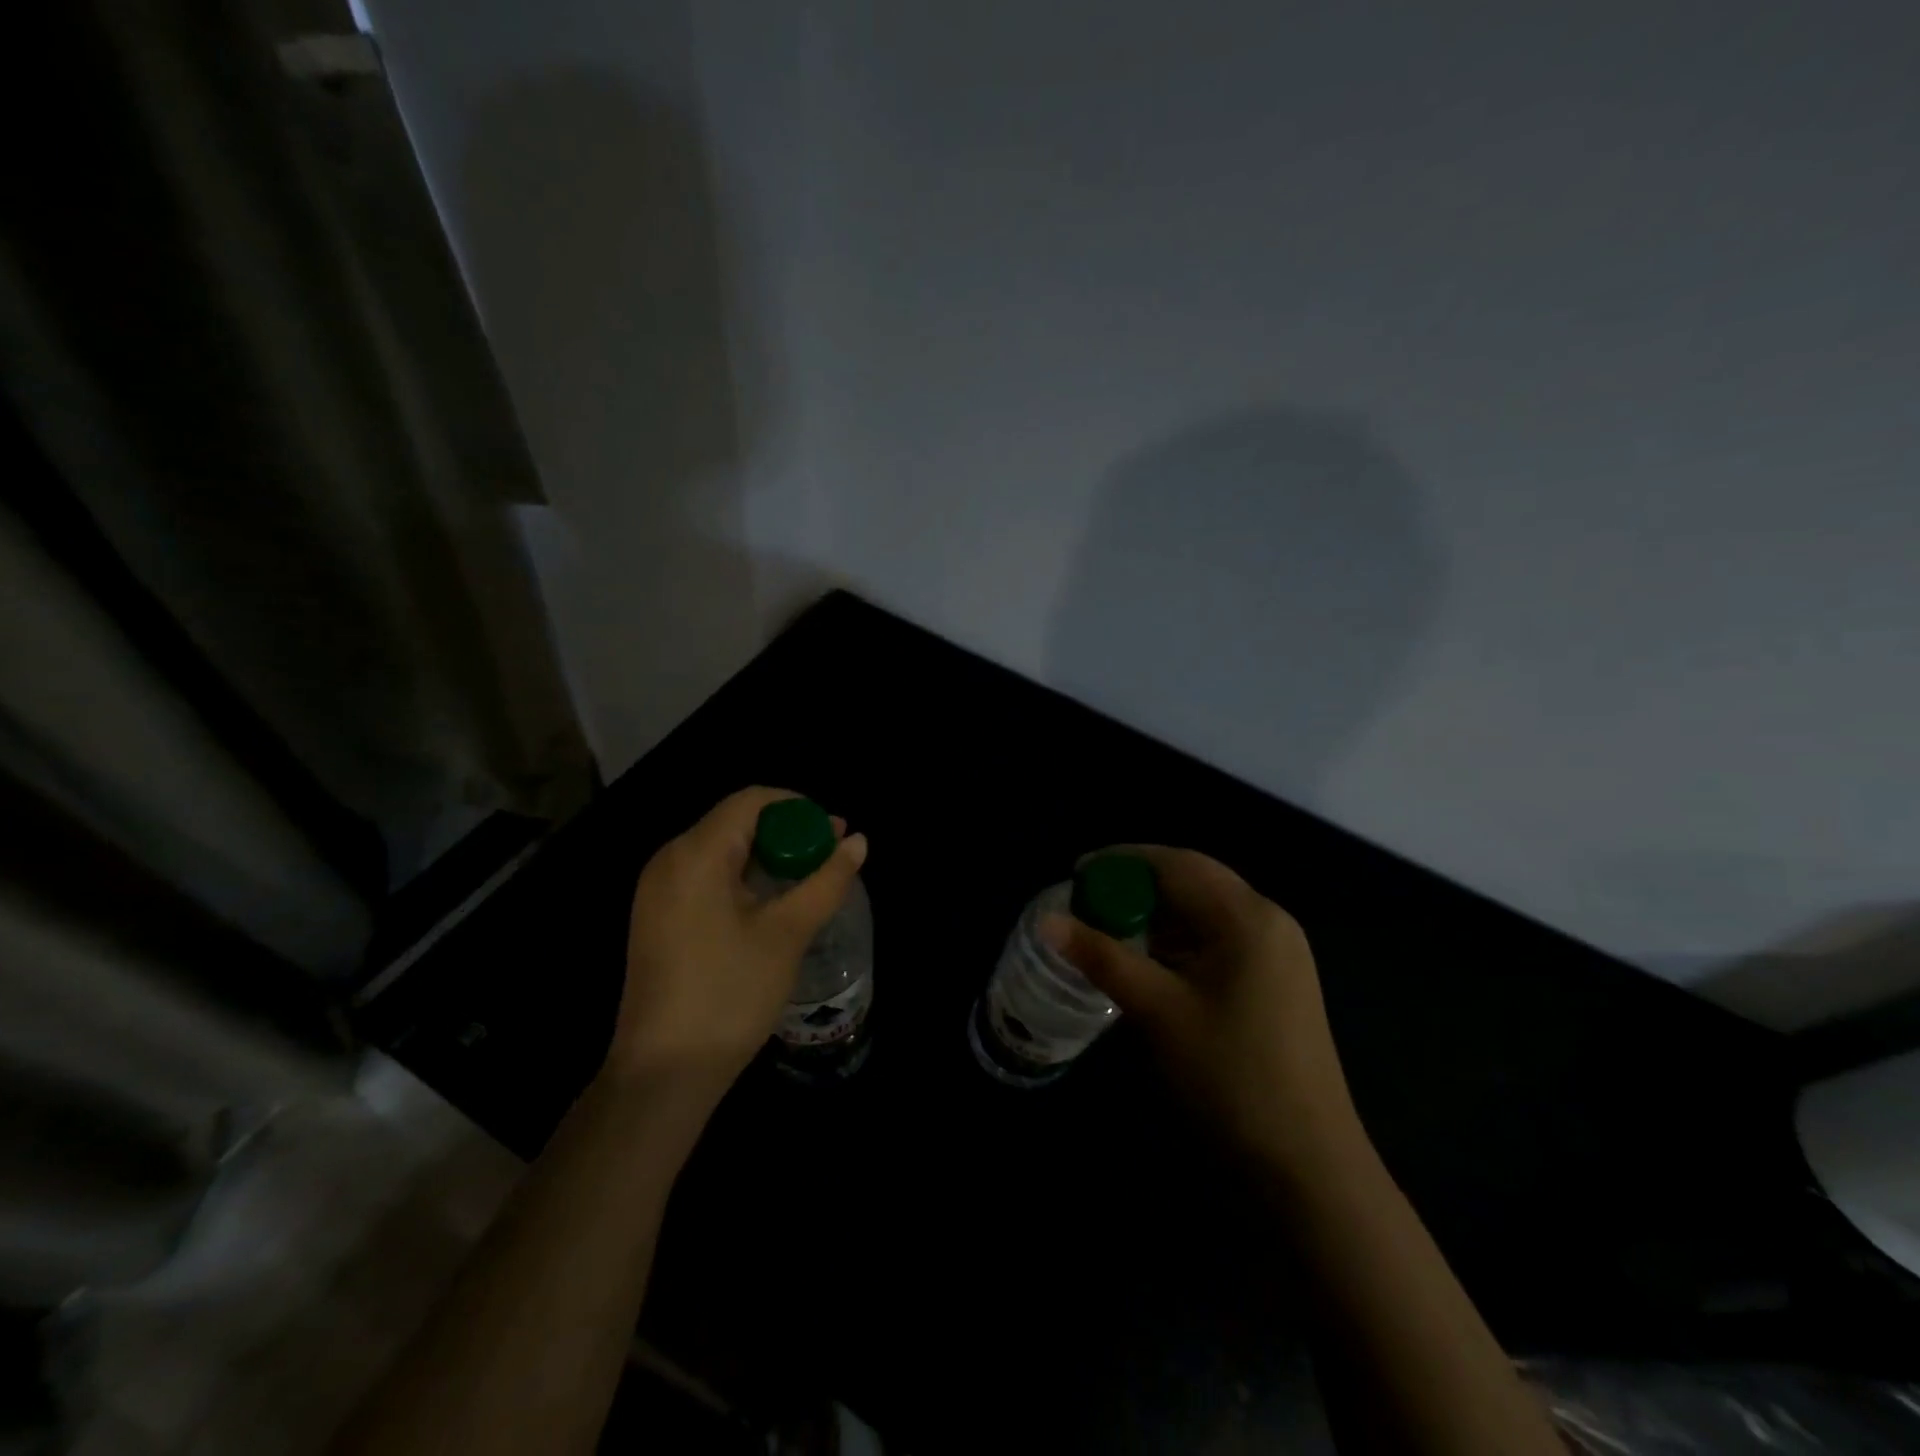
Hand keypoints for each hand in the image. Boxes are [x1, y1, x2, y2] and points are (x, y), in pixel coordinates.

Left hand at [610, 787, 867, 1103]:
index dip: (798, 807)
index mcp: (694, 854)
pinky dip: (744, 879)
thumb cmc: (729, 994)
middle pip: (735, 823)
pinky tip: (773, 904)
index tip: (834, 832)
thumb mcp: (787, 933)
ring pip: (722, 851)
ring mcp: (658, 891)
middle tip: (830, 857)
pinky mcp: (658, 918)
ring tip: (810, 880)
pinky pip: (707, 877)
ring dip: (769, 858)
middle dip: (787, 833)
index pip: (751, 801)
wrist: (662, 1074)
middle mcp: (669, 861)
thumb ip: (826, 881)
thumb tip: (858, 841)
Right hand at [1047, 846, 1361, 1180]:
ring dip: (1159, 912)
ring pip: (1207, 910)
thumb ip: (1102, 958)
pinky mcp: (1278, 981)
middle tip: (1088, 900)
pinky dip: (1181, 939)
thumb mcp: (1159, 1011)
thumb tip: (1046, 922)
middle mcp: (1269, 921)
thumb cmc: (1230, 1077)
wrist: (1308, 1166)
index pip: (1176, 863)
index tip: (1076, 873)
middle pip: (1194, 879)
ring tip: (1110, 928)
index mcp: (1247, 917)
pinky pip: (1220, 939)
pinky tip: (1150, 960)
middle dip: (1139, 883)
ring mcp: (1279, 953)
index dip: (1122, 860)